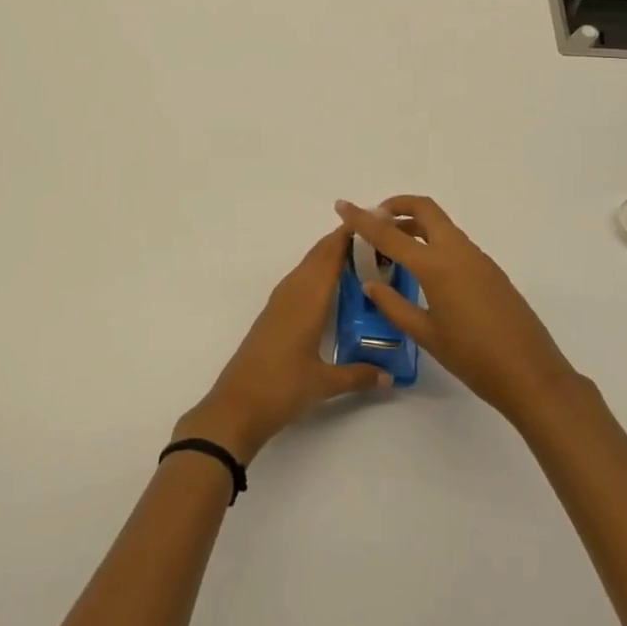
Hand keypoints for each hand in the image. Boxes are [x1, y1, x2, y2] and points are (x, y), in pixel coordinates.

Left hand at [173, 224, 392, 464]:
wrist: (236, 405)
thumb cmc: (281, 388)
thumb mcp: (324, 383)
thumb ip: (359, 376)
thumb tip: (390, 376)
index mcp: (308, 299)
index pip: (330, 255)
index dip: (348, 235)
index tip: (372, 220)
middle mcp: (293, 292)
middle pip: (318, 254)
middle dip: (343, 240)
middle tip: (375, 235)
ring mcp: (280, 302)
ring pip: (308, 266)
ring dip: (329, 254)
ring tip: (359, 255)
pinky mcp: (273, 314)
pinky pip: (299, 280)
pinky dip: (317, 272)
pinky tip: (330, 286)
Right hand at [335, 196, 577, 425]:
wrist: (532, 375)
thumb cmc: (473, 358)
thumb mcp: (427, 335)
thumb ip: (395, 305)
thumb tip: (372, 283)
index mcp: (436, 266)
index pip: (390, 233)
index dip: (362, 219)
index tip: (342, 205)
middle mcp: (458, 251)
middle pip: (425, 209)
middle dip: (397, 206)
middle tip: (375, 219)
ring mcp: (478, 259)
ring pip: (441, 226)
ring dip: (415, 225)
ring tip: (394, 247)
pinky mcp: (490, 271)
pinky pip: (455, 244)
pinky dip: (433, 243)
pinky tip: (424, 271)